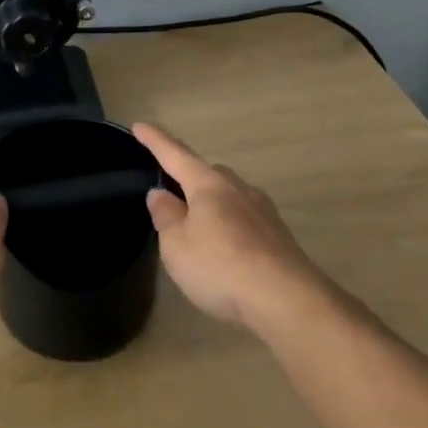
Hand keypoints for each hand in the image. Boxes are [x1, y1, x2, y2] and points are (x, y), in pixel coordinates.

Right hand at [133, 123, 334, 332]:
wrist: (288, 301)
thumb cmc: (220, 266)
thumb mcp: (176, 245)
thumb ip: (166, 216)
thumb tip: (161, 193)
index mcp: (209, 185)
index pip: (175, 155)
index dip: (155, 141)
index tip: (139, 126)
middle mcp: (238, 189)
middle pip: (209, 174)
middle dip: (189, 178)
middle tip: (172, 194)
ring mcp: (264, 212)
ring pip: (230, 197)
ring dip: (212, 207)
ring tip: (198, 230)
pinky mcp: (279, 237)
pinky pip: (245, 221)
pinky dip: (230, 228)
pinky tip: (226, 252)